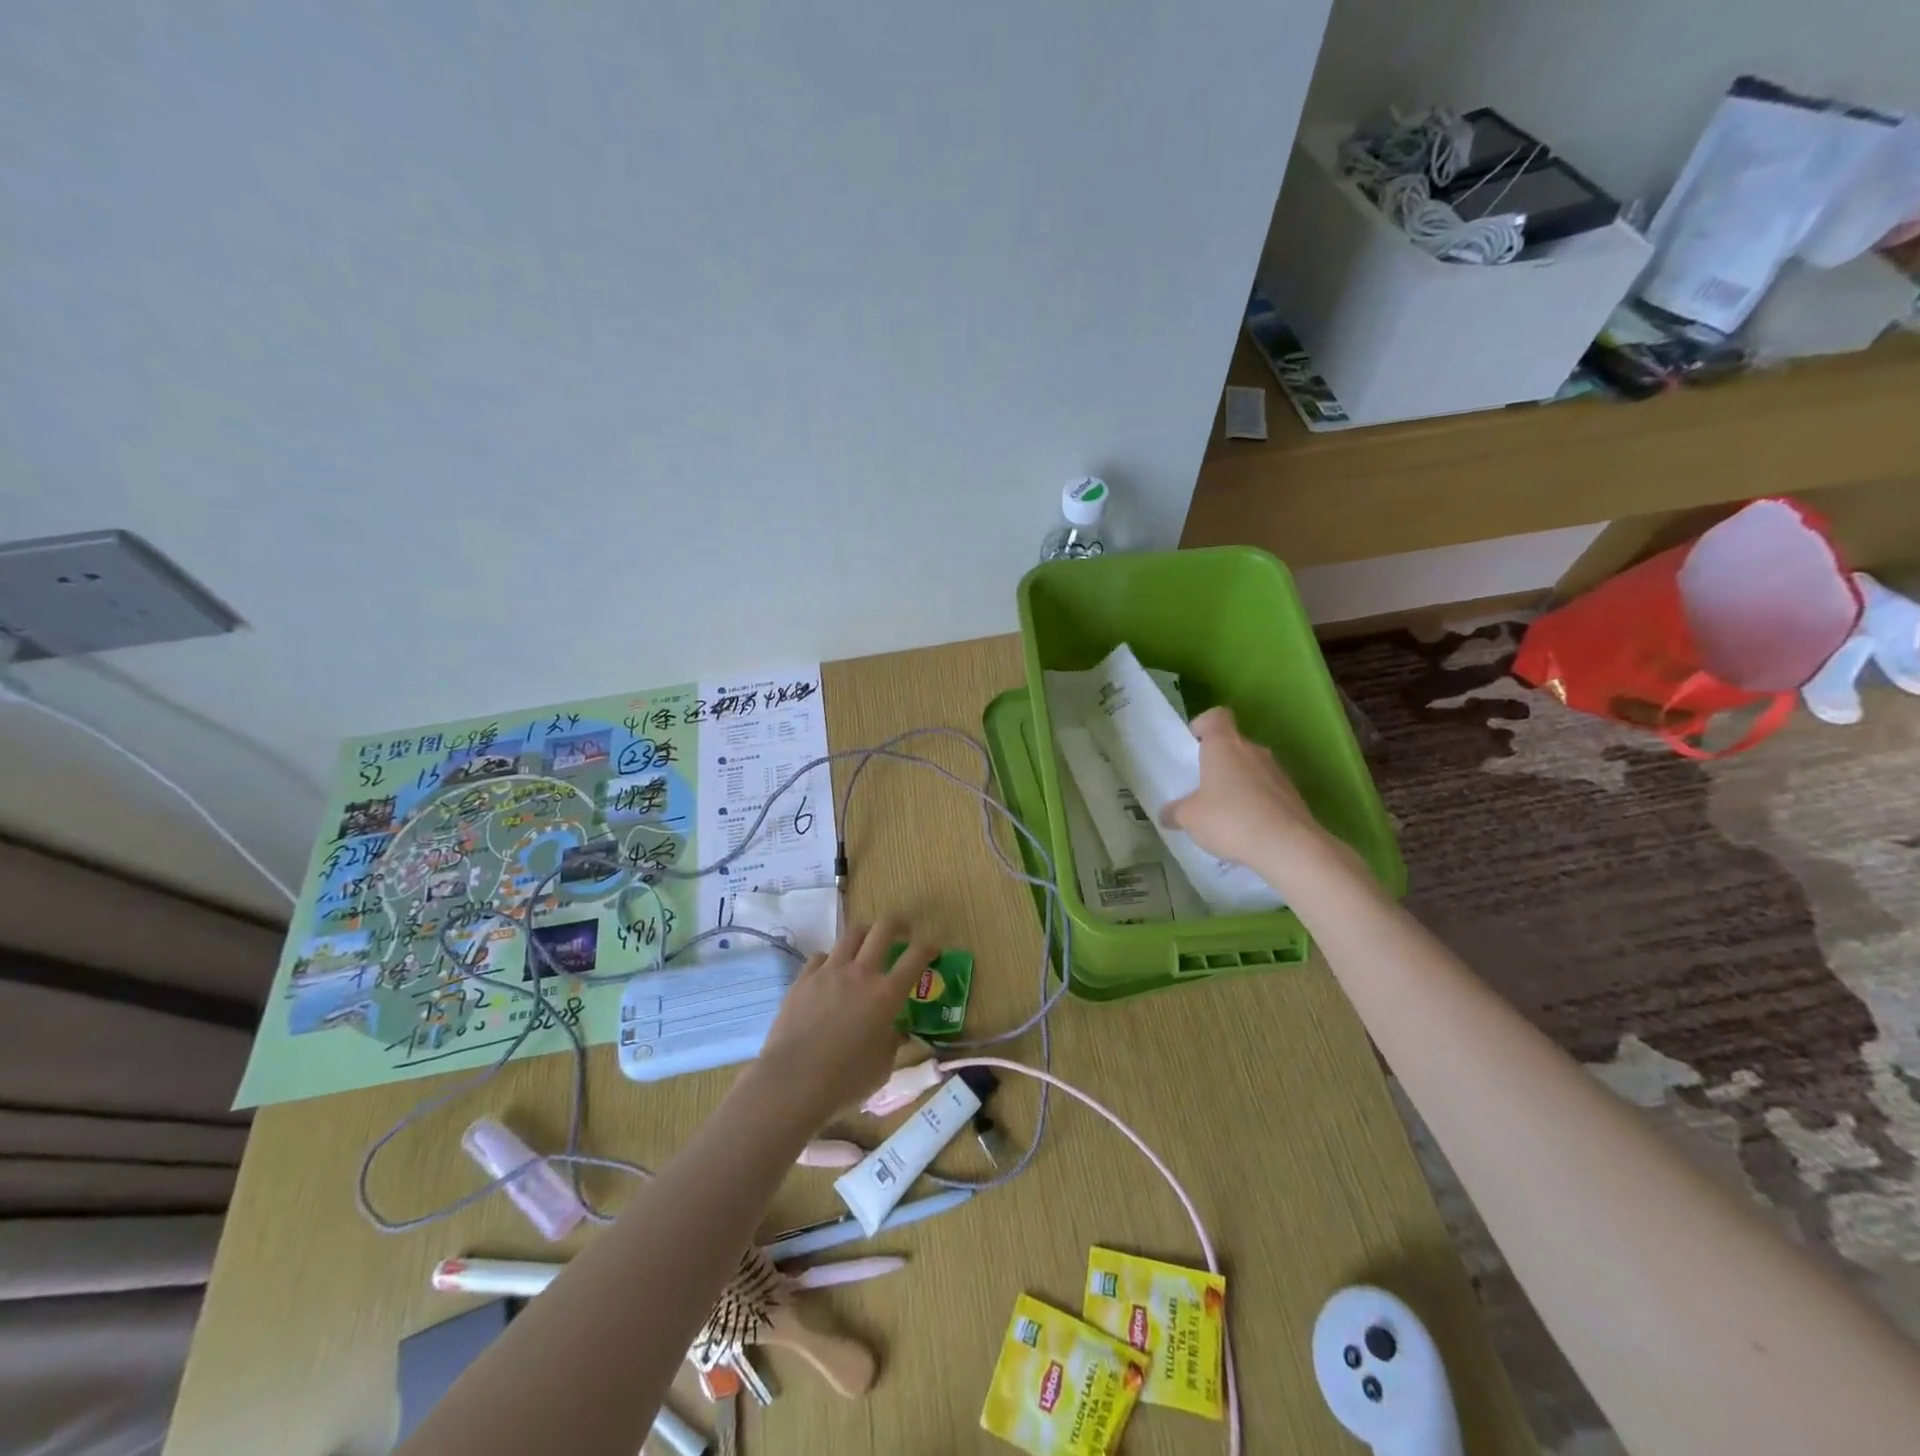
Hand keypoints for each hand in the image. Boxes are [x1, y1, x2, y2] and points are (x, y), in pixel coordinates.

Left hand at [752, 918, 930, 1124]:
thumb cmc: (845, 1081)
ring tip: (866, 944)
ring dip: (865, 935)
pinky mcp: (803, 979)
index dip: (928, 948)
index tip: (932, 949)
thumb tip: (894, 1032)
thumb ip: (892, 1042)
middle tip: (902, 931)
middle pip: (883, 929)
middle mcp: (860, 973)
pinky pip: (821, 956)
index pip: (915, 957)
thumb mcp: (882, 1067)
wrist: (793, 1082)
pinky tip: (830, 973)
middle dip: (898, 924)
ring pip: (851, 934)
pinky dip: (831, 959)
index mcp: (886, 994)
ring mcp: (829, 972)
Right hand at [1165, 707, 1333, 876]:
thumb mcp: (1189, 818)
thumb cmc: (1230, 820)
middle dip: (1218, 762)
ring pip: (1251, 768)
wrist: (1288, 846)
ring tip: (1225, 814)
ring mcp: (1277, 771)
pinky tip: (1247, 829)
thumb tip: (1166, 813)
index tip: (1193, 745)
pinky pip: (1267, 790)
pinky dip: (1256, 803)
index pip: (1216, 717)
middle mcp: (1252, 750)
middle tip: (1202, 788)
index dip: (1203, 726)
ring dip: (1238, 784)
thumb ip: (1175, 812)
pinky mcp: (1293, 795)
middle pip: (1233, 745)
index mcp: (1224, 746)